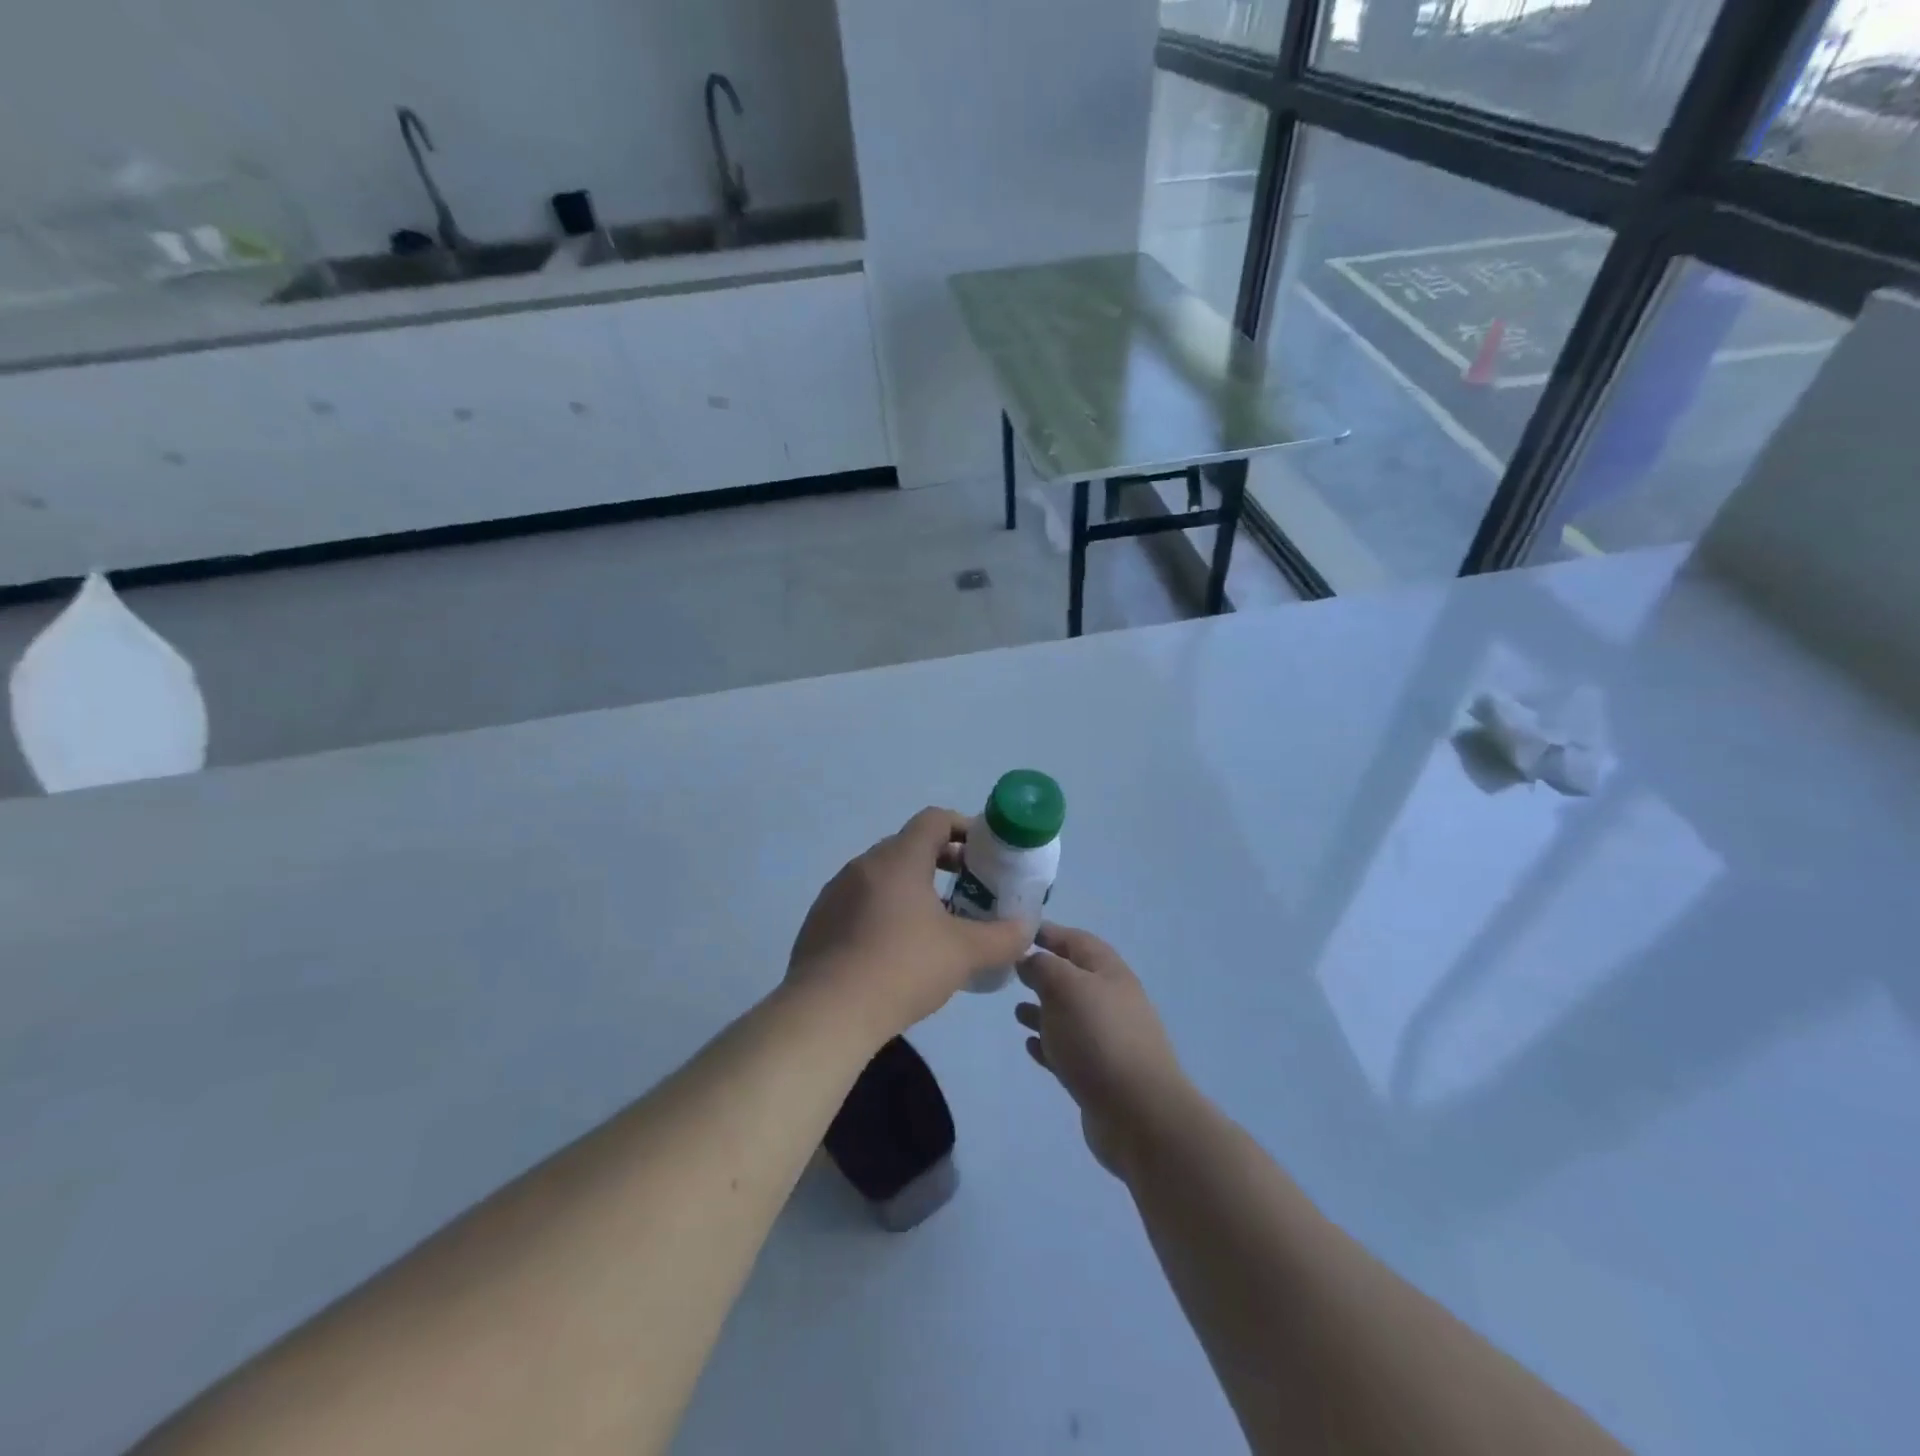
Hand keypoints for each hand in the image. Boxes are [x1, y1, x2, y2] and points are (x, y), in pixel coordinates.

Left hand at [787, 807, 1033, 1044]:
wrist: (826, 1013)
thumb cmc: (901, 968)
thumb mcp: (964, 953)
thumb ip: (1003, 937)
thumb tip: (1026, 929)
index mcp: (898, 859)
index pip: (934, 820)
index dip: (964, 828)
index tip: (985, 853)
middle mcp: (863, 865)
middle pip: (909, 846)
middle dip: (943, 862)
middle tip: (969, 890)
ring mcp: (835, 893)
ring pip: (883, 877)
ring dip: (913, 888)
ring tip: (936, 923)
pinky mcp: (819, 922)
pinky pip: (860, 903)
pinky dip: (885, 911)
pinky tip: (897, 950)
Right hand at [1015, 924, 1189, 1176]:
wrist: (1140, 1114)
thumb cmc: (1099, 1038)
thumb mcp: (1065, 988)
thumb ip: (1043, 967)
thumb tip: (1029, 960)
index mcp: (1108, 972)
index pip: (1076, 940)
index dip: (1049, 932)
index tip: (1017, 932)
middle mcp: (1111, 1000)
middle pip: (1073, 977)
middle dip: (1043, 973)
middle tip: (1010, 972)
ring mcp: (1107, 1039)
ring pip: (1069, 1015)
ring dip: (1043, 1010)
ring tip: (1016, 1011)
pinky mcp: (1099, 1075)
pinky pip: (1069, 1050)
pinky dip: (1049, 1044)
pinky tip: (1030, 1046)